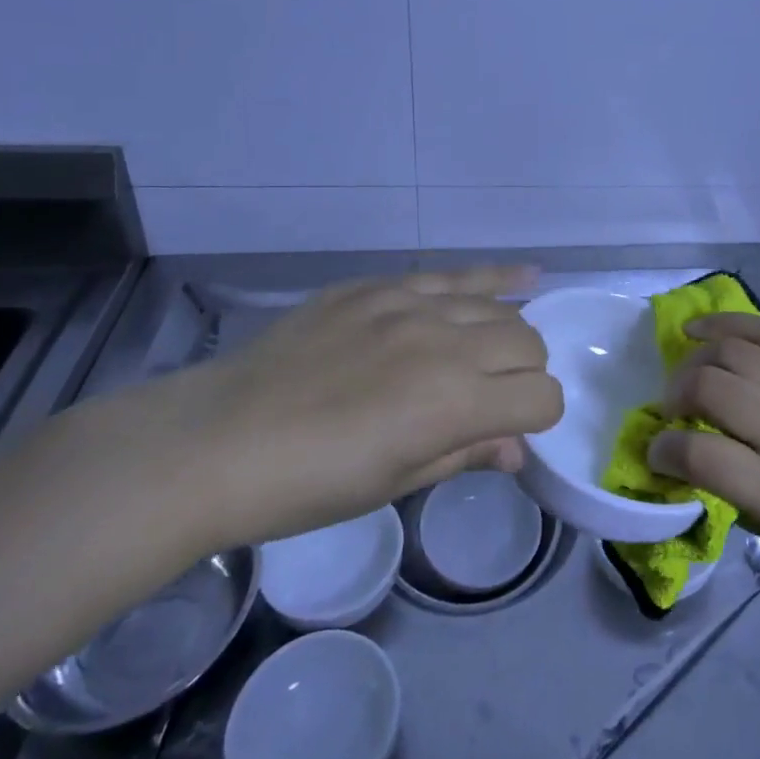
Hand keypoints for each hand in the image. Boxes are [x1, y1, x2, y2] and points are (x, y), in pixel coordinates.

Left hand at [164, 267, 563, 547]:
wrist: (217, 439)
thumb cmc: (307, 484)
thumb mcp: (393, 482)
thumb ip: (465, 454)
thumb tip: (516, 450)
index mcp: (454, 403)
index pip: (542, 397)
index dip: (538, 419)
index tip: (510, 432)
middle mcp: (447, 343)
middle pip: (528, 344)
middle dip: (525, 375)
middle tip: (490, 399)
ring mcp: (411, 304)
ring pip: (498, 307)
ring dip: (509, 334)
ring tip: (494, 352)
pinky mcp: (380, 285)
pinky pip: (453, 274)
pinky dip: (496, 277)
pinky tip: (525, 274)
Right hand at [647, 314, 759, 605]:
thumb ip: (744, 500)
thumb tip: (697, 463)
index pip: (698, 457)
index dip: (662, 453)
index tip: (655, 455)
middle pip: (707, 388)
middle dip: (672, 397)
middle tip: (669, 412)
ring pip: (731, 351)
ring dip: (694, 359)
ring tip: (684, 372)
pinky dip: (727, 324)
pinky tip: (702, 329)